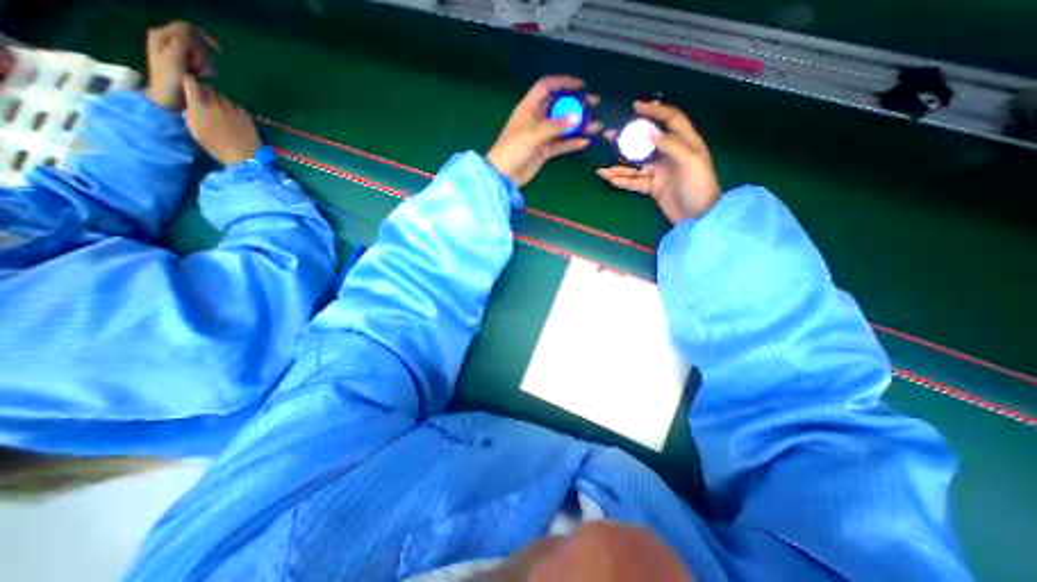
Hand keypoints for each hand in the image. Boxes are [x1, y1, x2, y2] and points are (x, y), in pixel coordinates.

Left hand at [143, 21, 218, 108]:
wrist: (168, 98)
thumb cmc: (169, 80)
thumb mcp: (173, 58)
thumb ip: (180, 43)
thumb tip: (192, 35)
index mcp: (163, 36)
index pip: (187, 28)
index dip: (204, 38)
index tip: (218, 51)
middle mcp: (170, 42)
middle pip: (197, 43)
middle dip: (203, 56)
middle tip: (198, 68)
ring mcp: (179, 54)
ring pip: (202, 55)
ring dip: (205, 66)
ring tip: (199, 75)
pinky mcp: (187, 65)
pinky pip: (203, 64)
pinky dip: (206, 72)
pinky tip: (201, 78)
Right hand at [182, 76, 262, 162]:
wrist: (245, 157)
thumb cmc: (217, 147)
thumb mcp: (195, 131)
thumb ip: (190, 114)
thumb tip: (190, 106)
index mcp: (199, 106)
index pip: (190, 83)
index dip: (189, 82)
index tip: (189, 86)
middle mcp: (216, 104)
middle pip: (208, 89)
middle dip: (205, 92)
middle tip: (206, 102)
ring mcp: (233, 109)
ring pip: (223, 97)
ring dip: (220, 101)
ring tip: (221, 111)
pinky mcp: (247, 116)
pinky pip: (237, 106)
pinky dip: (233, 109)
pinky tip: (234, 118)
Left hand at [489, 74, 605, 184]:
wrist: (504, 175)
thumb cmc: (512, 150)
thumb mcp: (532, 134)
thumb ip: (554, 126)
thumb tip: (576, 117)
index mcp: (529, 108)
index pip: (547, 87)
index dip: (563, 82)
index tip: (581, 85)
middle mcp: (536, 119)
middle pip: (559, 106)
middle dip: (576, 104)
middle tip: (594, 104)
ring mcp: (541, 136)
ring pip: (563, 127)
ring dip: (578, 125)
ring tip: (595, 126)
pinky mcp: (544, 151)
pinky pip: (561, 144)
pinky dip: (572, 143)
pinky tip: (584, 142)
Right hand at [600, 101, 722, 222]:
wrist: (699, 217)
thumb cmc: (699, 186)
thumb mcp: (691, 161)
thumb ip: (671, 144)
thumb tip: (650, 132)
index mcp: (684, 142)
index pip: (669, 119)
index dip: (654, 110)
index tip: (636, 107)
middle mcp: (670, 154)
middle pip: (645, 143)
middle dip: (627, 140)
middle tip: (609, 136)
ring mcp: (660, 172)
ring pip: (635, 165)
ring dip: (619, 167)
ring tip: (602, 170)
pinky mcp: (653, 187)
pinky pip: (635, 182)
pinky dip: (623, 181)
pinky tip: (610, 180)